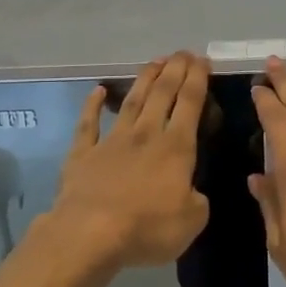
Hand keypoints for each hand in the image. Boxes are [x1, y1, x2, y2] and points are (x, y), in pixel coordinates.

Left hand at [50, 52, 210, 267]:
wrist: (89, 234)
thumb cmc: (147, 228)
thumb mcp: (192, 221)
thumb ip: (197, 201)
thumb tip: (191, 192)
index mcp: (176, 148)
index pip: (190, 103)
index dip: (198, 79)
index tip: (203, 60)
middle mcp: (145, 135)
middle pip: (162, 94)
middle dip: (174, 70)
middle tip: (183, 52)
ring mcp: (111, 141)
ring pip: (131, 102)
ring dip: (144, 79)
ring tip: (155, 61)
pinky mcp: (82, 154)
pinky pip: (88, 124)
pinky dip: (92, 105)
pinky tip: (97, 91)